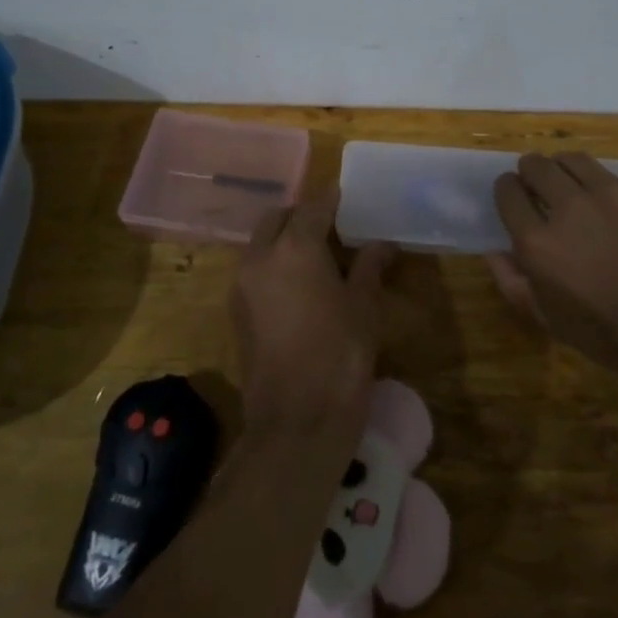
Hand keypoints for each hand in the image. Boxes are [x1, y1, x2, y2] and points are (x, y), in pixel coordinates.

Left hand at [233, 194, 393, 442]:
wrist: (296, 422)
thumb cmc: (340, 356)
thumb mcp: (364, 307)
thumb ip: (369, 266)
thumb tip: (382, 243)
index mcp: (295, 248)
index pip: (314, 207)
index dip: (332, 199)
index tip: (347, 195)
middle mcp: (261, 257)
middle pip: (279, 218)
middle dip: (302, 215)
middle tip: (332, 226)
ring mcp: (242, 285)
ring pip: (262, 243)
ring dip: (285, 239)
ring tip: (319, 256)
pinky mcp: (236, 311)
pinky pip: (255, 270)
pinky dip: (274, 264)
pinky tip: (301, 285)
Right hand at [491, 152, 617, 367]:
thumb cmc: (606, 332)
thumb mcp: (548, 318)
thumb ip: (512, 282)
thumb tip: (493, 251)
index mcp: (537, 240)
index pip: (507, 191)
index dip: (506, 190)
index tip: (513, 196)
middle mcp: (567, 207)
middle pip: (536, 165)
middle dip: (530, 171)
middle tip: (537, 185)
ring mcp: (607, 194)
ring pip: (572, 159)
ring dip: (563, 167)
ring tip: (569, 182)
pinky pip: (610, 177)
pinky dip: (601, 186)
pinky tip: (610, 206)